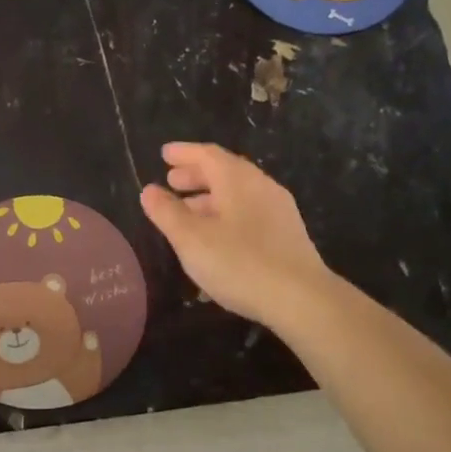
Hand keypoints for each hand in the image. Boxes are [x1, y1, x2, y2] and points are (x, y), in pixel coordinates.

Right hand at [140, 142, 332, 327]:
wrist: (301, 298)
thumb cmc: (239, 263)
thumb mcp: (192, 239)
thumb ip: (167, 213)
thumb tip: (149, 190)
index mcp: (237, 180)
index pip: (207, 154)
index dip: (184, 153)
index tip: (164, 154)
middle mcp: (260, 186)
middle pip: (225, 171)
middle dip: (196, 174)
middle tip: (171, 181)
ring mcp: (278, 210)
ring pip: (238, 193)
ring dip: (210, 196)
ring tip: (188, 212)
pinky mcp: (286, 234)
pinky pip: (249, 211)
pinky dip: (226, 213)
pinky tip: (216, 236)